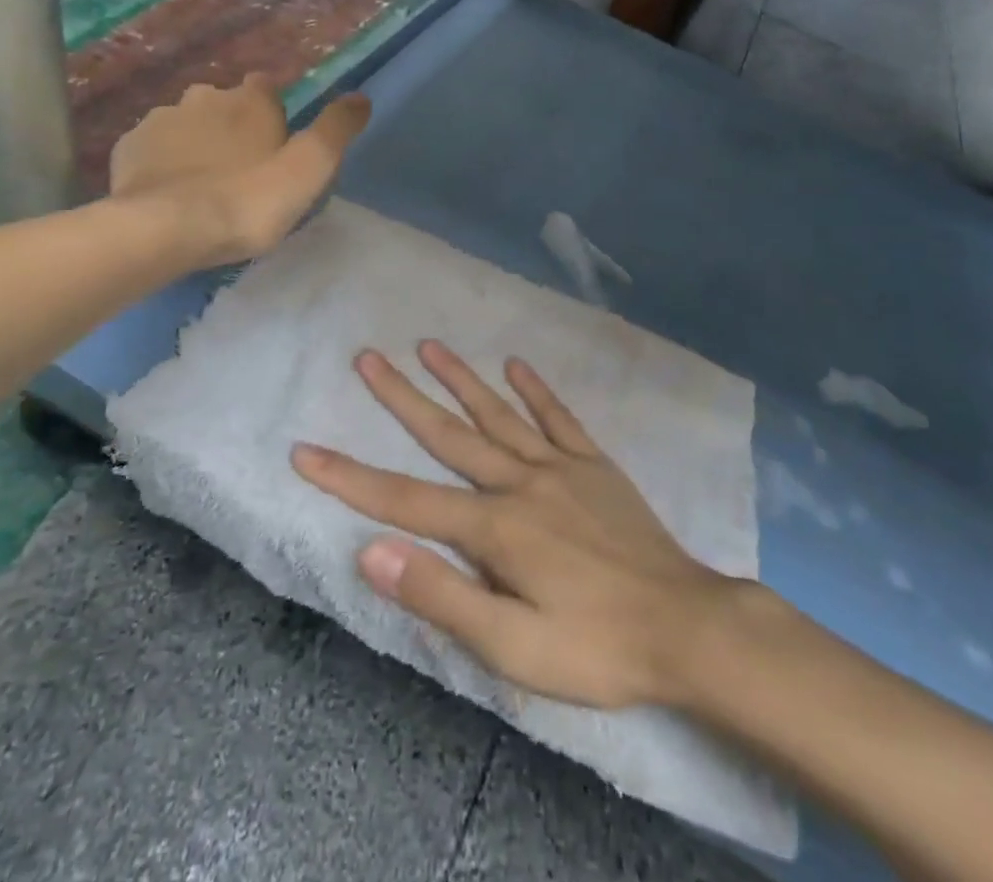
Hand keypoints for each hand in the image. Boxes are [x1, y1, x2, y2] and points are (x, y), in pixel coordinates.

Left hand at [109, 75, 370, 263]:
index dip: (272, 113)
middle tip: (241, 171)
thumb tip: (361, 98)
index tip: (275, 145)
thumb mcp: (310, 169)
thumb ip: (336, 130)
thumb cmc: (247, 199)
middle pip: (224, 104)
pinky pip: (153, 147)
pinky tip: (171, 191)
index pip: (266, 87)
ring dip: (197, 143)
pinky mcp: (129, 146)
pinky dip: (164, 161)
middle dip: (232, 126)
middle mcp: (205, 96)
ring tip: (204, 185)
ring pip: (187, 124)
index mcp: (251, 100)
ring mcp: (161, 119)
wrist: (165, 229)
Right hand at [292, 341, 737, 709]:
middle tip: (367, 358)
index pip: (405, 501)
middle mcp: (520, 483)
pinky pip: (559, 418)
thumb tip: (372, 552)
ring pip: (499, 414)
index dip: (350, 477)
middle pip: (448, 435)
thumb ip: (441, 596)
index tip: (306, 450)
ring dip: (461, 379)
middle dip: (402, 397)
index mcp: (494, 528)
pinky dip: (536, 390)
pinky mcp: (594, 466)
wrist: (686, 626)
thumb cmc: (595, 647)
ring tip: (429, 344)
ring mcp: (560, 468)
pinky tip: (516, 366)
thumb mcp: (512, 647)